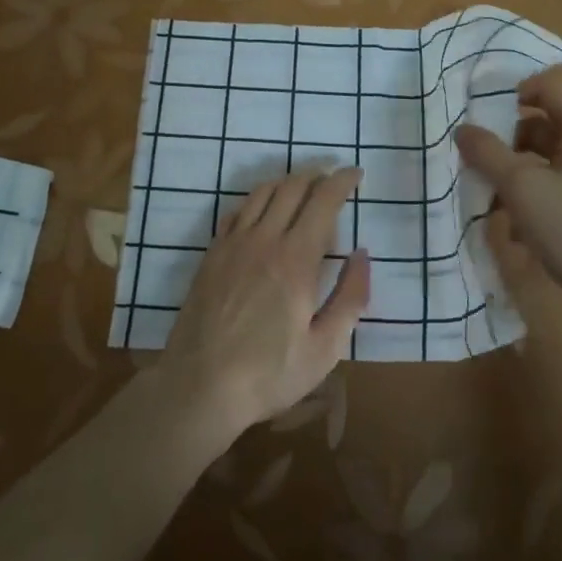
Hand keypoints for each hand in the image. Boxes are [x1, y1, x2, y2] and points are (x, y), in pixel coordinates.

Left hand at [160, 167, 370, 442]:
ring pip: (262, 192)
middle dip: (317, 174)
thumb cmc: (269, 373)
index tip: (356, 173)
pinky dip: (258, 199)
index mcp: (296, 259)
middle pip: (292, 187)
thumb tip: (362, 255)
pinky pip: (237, 210)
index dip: (342, 181)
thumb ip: (350, 297)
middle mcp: (264, 239)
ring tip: (303, 186)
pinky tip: (264, 210)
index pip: (323, 200)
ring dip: (287, 181)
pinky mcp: (212, 254)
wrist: (199, 386)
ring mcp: (233, 244)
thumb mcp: (325, 348)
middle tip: (333, 175)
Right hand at [457, 71, 561, 316]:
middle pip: (542, 130)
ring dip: (513, 180)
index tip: (475, 113)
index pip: (547, 90)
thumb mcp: (523, 187)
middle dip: (504, 144)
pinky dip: (531, 207)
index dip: (511, 94)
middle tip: (470, 161)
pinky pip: (554, 198)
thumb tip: (463, 129)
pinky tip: (513, 235)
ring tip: (485, 202)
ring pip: (544, 167)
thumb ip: (488, 153)